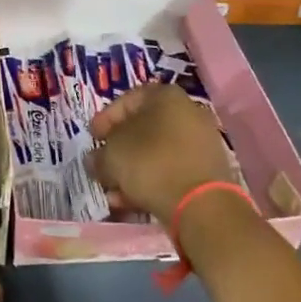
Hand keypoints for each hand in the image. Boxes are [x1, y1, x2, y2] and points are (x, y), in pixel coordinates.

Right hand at [87, 83, 239, 218]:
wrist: (201, 205)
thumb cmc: (151, 163)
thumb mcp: (112, 155)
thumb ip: (99, 155)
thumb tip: (96, 160)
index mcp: (166, 96)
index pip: (128, 99)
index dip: (105, 118)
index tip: (93, 137)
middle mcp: (188, 113)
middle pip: (143, 129)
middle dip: (118, 150)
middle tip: (101, 165)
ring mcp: (201, 143)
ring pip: (156, 153)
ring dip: (131, 171)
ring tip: (113, 191)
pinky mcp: (207, 172)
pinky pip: (171, 171)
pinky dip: (150, 182)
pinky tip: (131, 201)